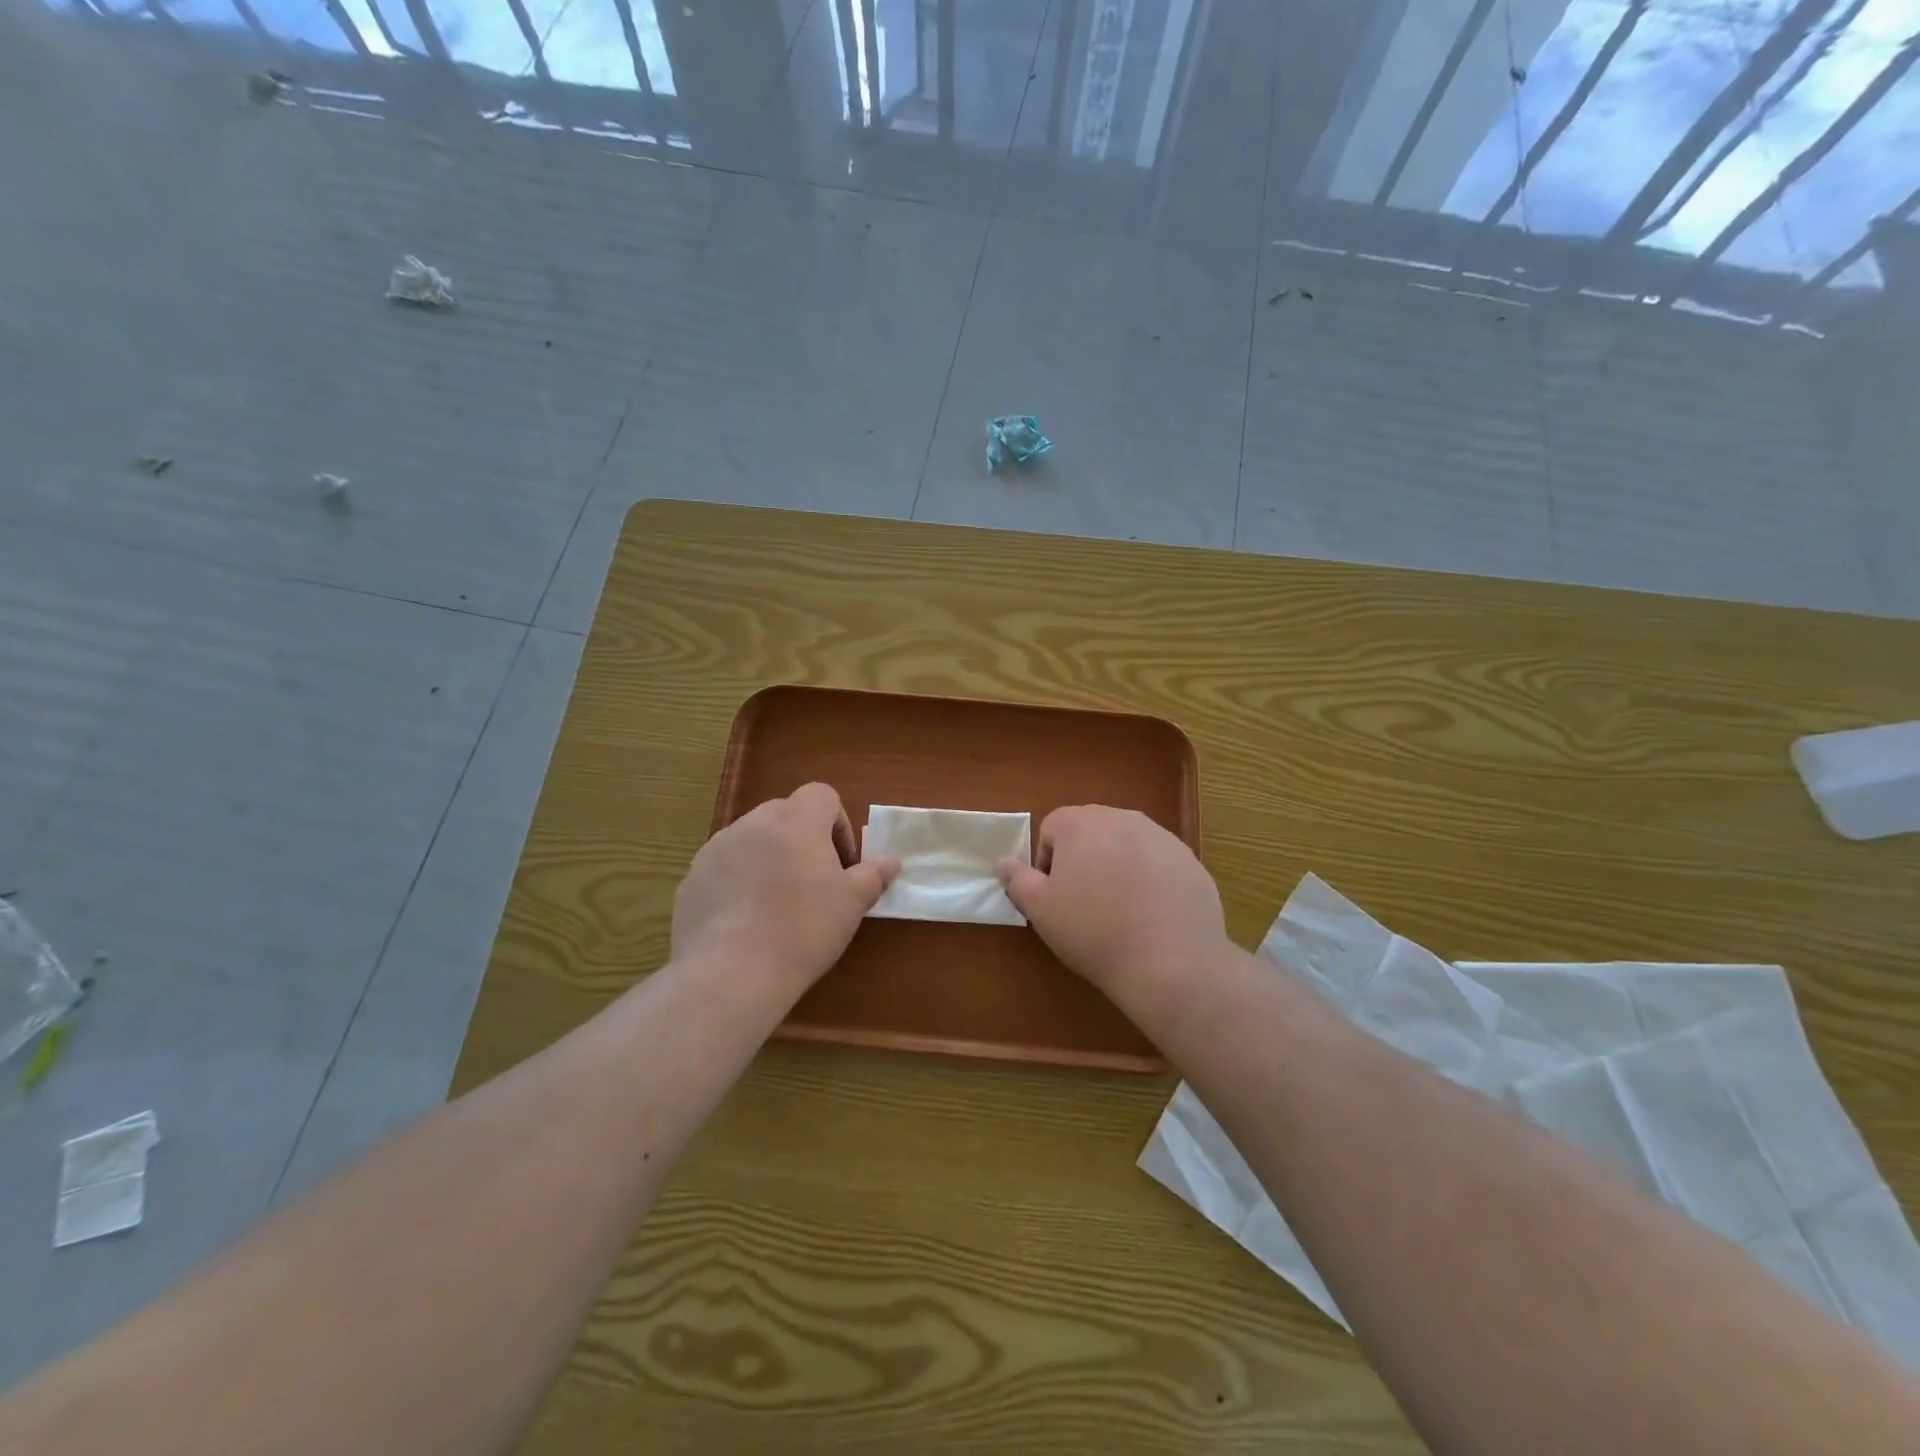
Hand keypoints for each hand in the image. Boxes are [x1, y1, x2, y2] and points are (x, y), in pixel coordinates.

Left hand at [672, 783, 897, 997]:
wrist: (732, 973)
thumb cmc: (804, 928)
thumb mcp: (852, 903)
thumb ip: (873, 874)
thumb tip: (890, 860)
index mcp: (795, 819)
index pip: (822, 795)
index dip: (838, 825)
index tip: (842, 865)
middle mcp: (752, 823)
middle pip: (785, 816)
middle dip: (803, 843)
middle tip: (815, 885)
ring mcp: (715, 850)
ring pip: (752, 842)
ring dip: (769, 862)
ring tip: (778, 908)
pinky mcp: (690, 880)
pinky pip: (724, 871)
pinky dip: (738, 886)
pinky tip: (746, 925)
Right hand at [999, 805, 1229, 995]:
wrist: (1171, 962)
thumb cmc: (1094, 931)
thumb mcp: (1041, 910)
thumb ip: (1018, 879)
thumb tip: (1005, 862)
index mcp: (1081, 823)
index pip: (1051, 829)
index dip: (1046, 863)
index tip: (1054, 898)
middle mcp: (1123, 818)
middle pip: (1090, 832)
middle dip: (1082, 861)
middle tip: (1084, 905)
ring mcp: (1162, 837)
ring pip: (1126, 846)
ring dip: (1117, 868)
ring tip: (1120, 912)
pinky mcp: (1190, 861)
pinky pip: (1158, 865)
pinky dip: (1149, 882)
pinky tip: (1151, 918)